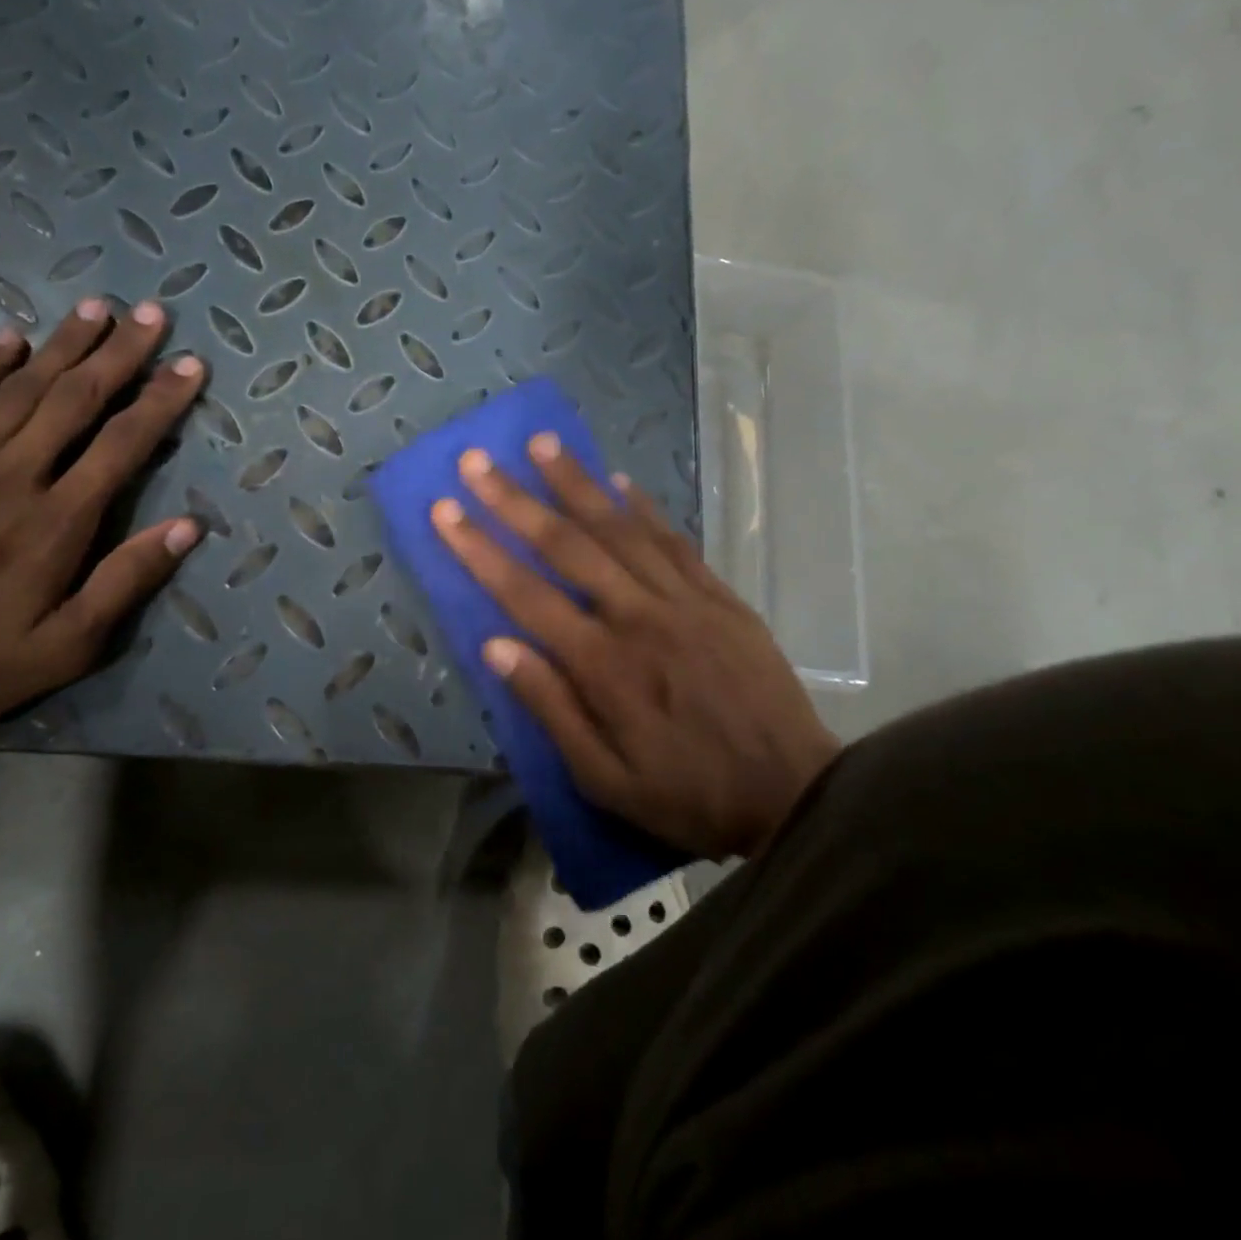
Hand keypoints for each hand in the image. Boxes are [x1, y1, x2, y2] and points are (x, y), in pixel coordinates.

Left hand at [0, 297, 205, 741]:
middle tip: (151, 315)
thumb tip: (187, 528)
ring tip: (97, 308)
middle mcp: (13, 476)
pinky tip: (9, 337)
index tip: (191, 366)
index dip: (161, 402)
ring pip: (21, 388)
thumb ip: (124, 582)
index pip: (122, 445)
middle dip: (119, 354)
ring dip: (64, 345)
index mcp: (56, 522)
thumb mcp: (63, 649)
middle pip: (75, 399)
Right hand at [432, 436, 839, 859]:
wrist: (795, 795)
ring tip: (541, 444)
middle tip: (477, 461)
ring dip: (576, 483)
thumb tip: (495, 646)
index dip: (479, 549)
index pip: (525, 594)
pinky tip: (619, 480)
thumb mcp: (604, 779)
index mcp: (603, 665)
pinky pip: (674, 541)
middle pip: (567, 545)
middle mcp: (638, 617)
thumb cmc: (687, 795)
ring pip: (620, 528)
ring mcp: (684, 600)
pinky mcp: (720, 597)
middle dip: (515, 499)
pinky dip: (644, 507)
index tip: (445, 511)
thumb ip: (550, 707)